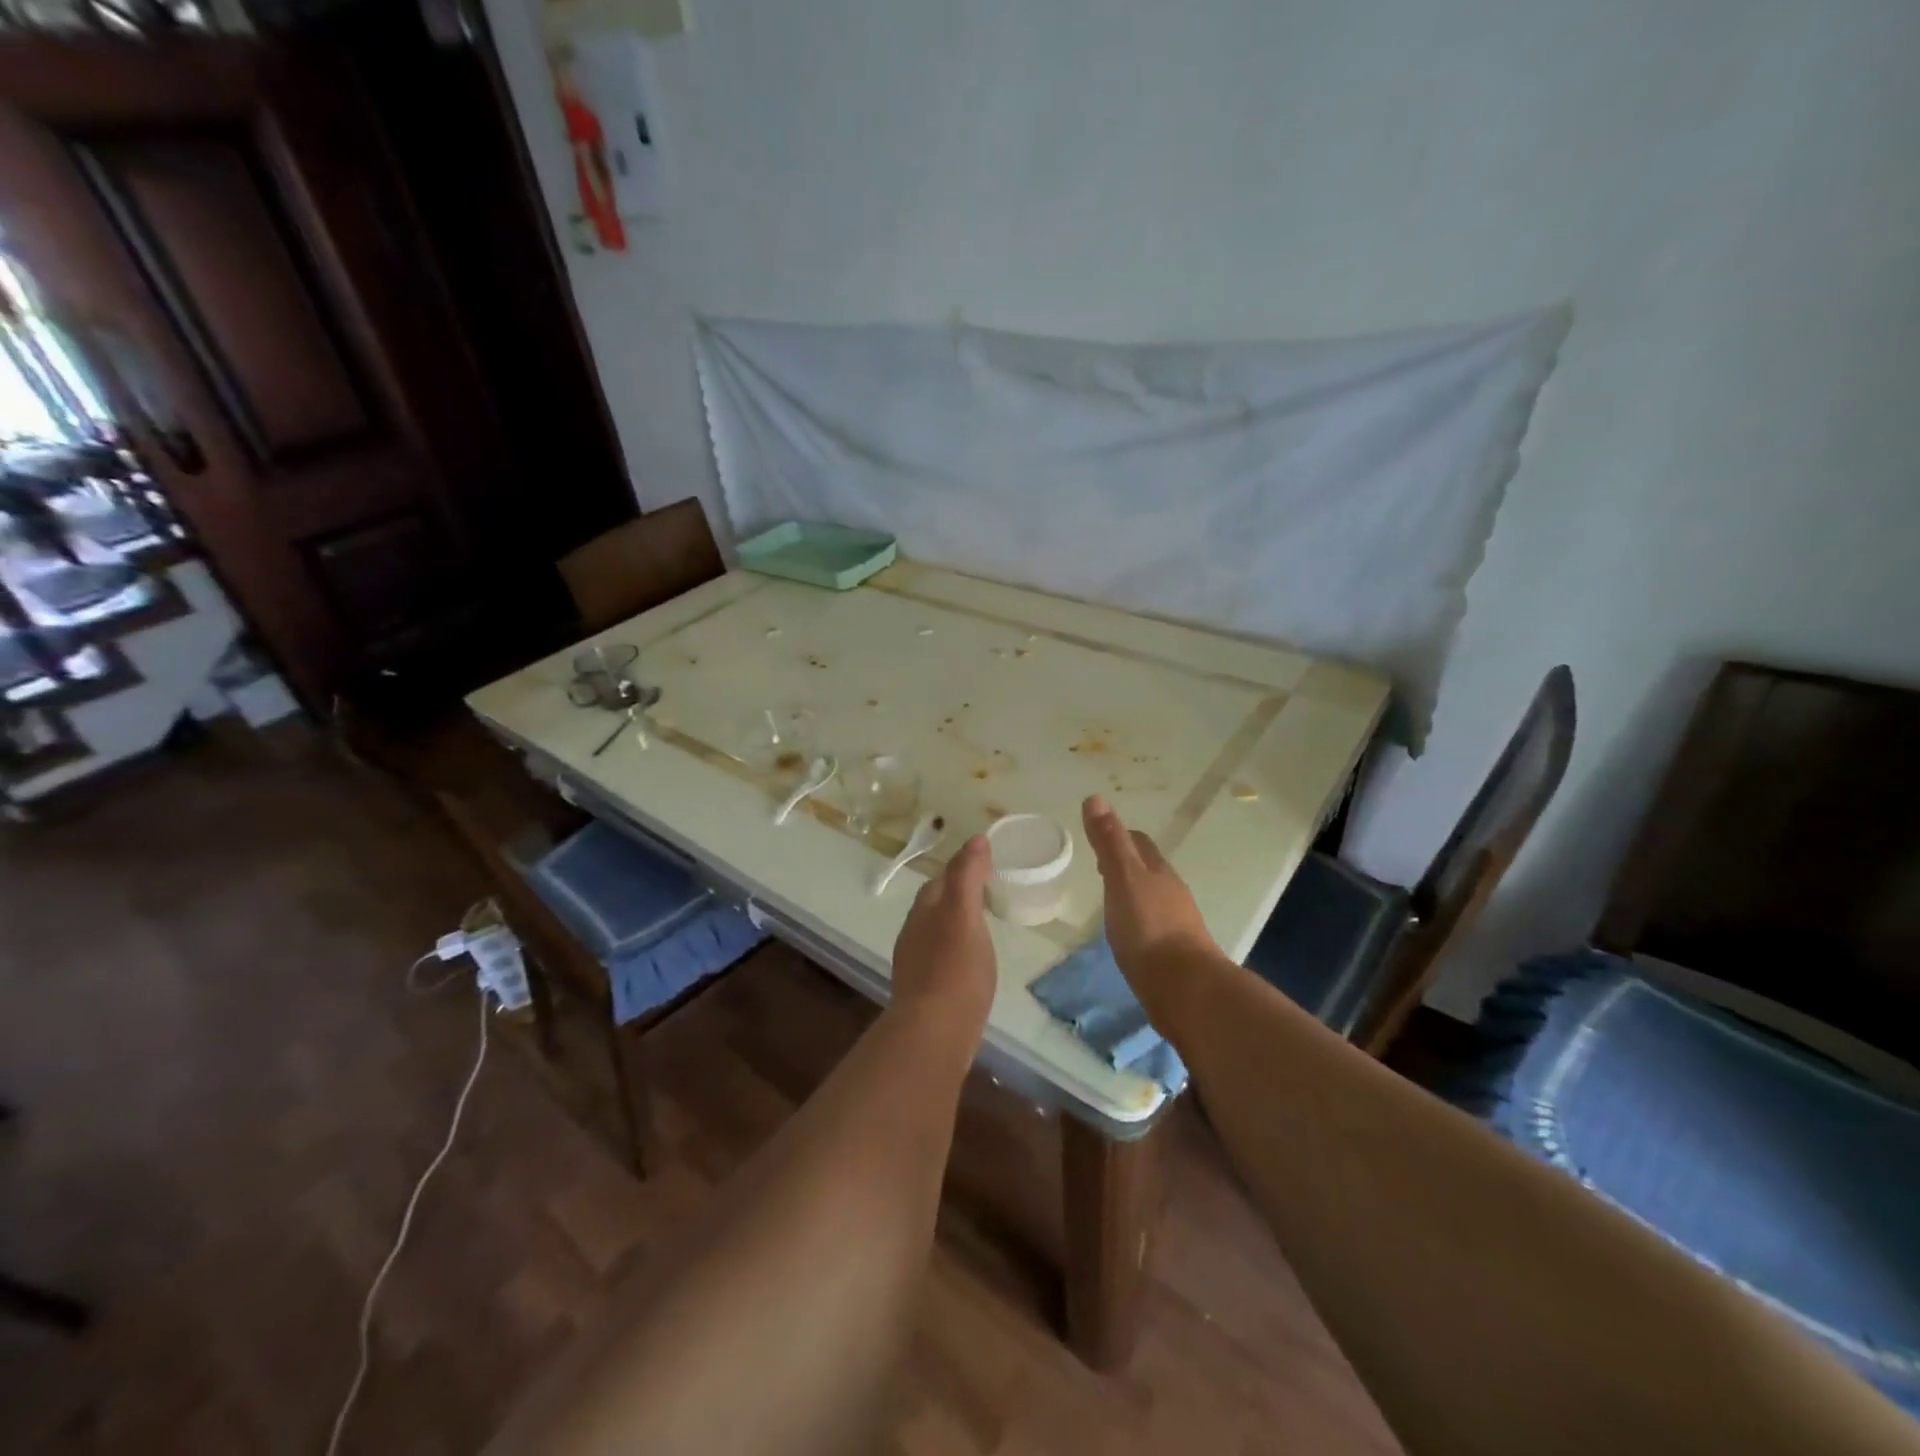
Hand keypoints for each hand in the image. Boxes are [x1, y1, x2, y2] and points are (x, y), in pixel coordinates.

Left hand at [888, 835, 995, 1029]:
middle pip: (937, 901)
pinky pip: (940, 955)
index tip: (988, 863)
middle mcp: (914, 930)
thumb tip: (976, 839)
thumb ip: (968, 876)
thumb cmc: (955, 969)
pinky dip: (955, 948)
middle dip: (958, 892)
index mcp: (925, 908)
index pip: (943, 877)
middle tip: (989, 892)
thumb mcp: (966, 915)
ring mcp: (915, 960)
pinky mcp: (923, 988)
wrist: (933, 1033)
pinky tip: (970, 961)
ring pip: (936, 929)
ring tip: (982, 924)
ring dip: (955, 921)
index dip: (964, 866)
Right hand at [1082, 795, 1220, 990]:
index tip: (1098, 843)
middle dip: (1127, 865)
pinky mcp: (1176, 952)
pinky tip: (1127, 935)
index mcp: (1158, 871)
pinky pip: (1154, 926)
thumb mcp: (1122, 879)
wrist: (1185, 989)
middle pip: (1149, 869)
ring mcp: (1177, 924)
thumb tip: (1095, 798)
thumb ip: (1109, 842)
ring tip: (1110, 902)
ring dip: (1134, 894)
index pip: (1139, 842)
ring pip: (1153, 898)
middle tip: (1100, 869)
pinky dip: (1139, 922)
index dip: (1119, 837)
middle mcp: (1172, 892)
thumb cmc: (1148, 929)